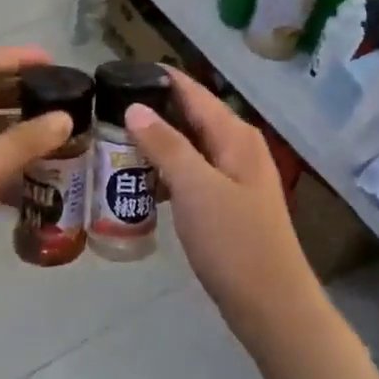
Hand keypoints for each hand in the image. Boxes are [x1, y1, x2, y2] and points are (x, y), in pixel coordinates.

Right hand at [124, 69, 321, 348]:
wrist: (272, 306)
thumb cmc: (234, 241)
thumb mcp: (195, 187)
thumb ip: (166, 145)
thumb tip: (136, 107)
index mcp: (235, 135)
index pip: (193, 91)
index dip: (159, 78)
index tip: (119, 72)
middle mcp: (238, 147)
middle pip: (191, 116)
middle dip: (152, 111)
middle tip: (106, 110)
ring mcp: (235, 177)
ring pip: (190, 147)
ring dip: (157, 144)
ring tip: (114, 142)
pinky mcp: (228, 204)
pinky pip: (193, 174)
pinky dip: (168, 172)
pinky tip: (140, 181)